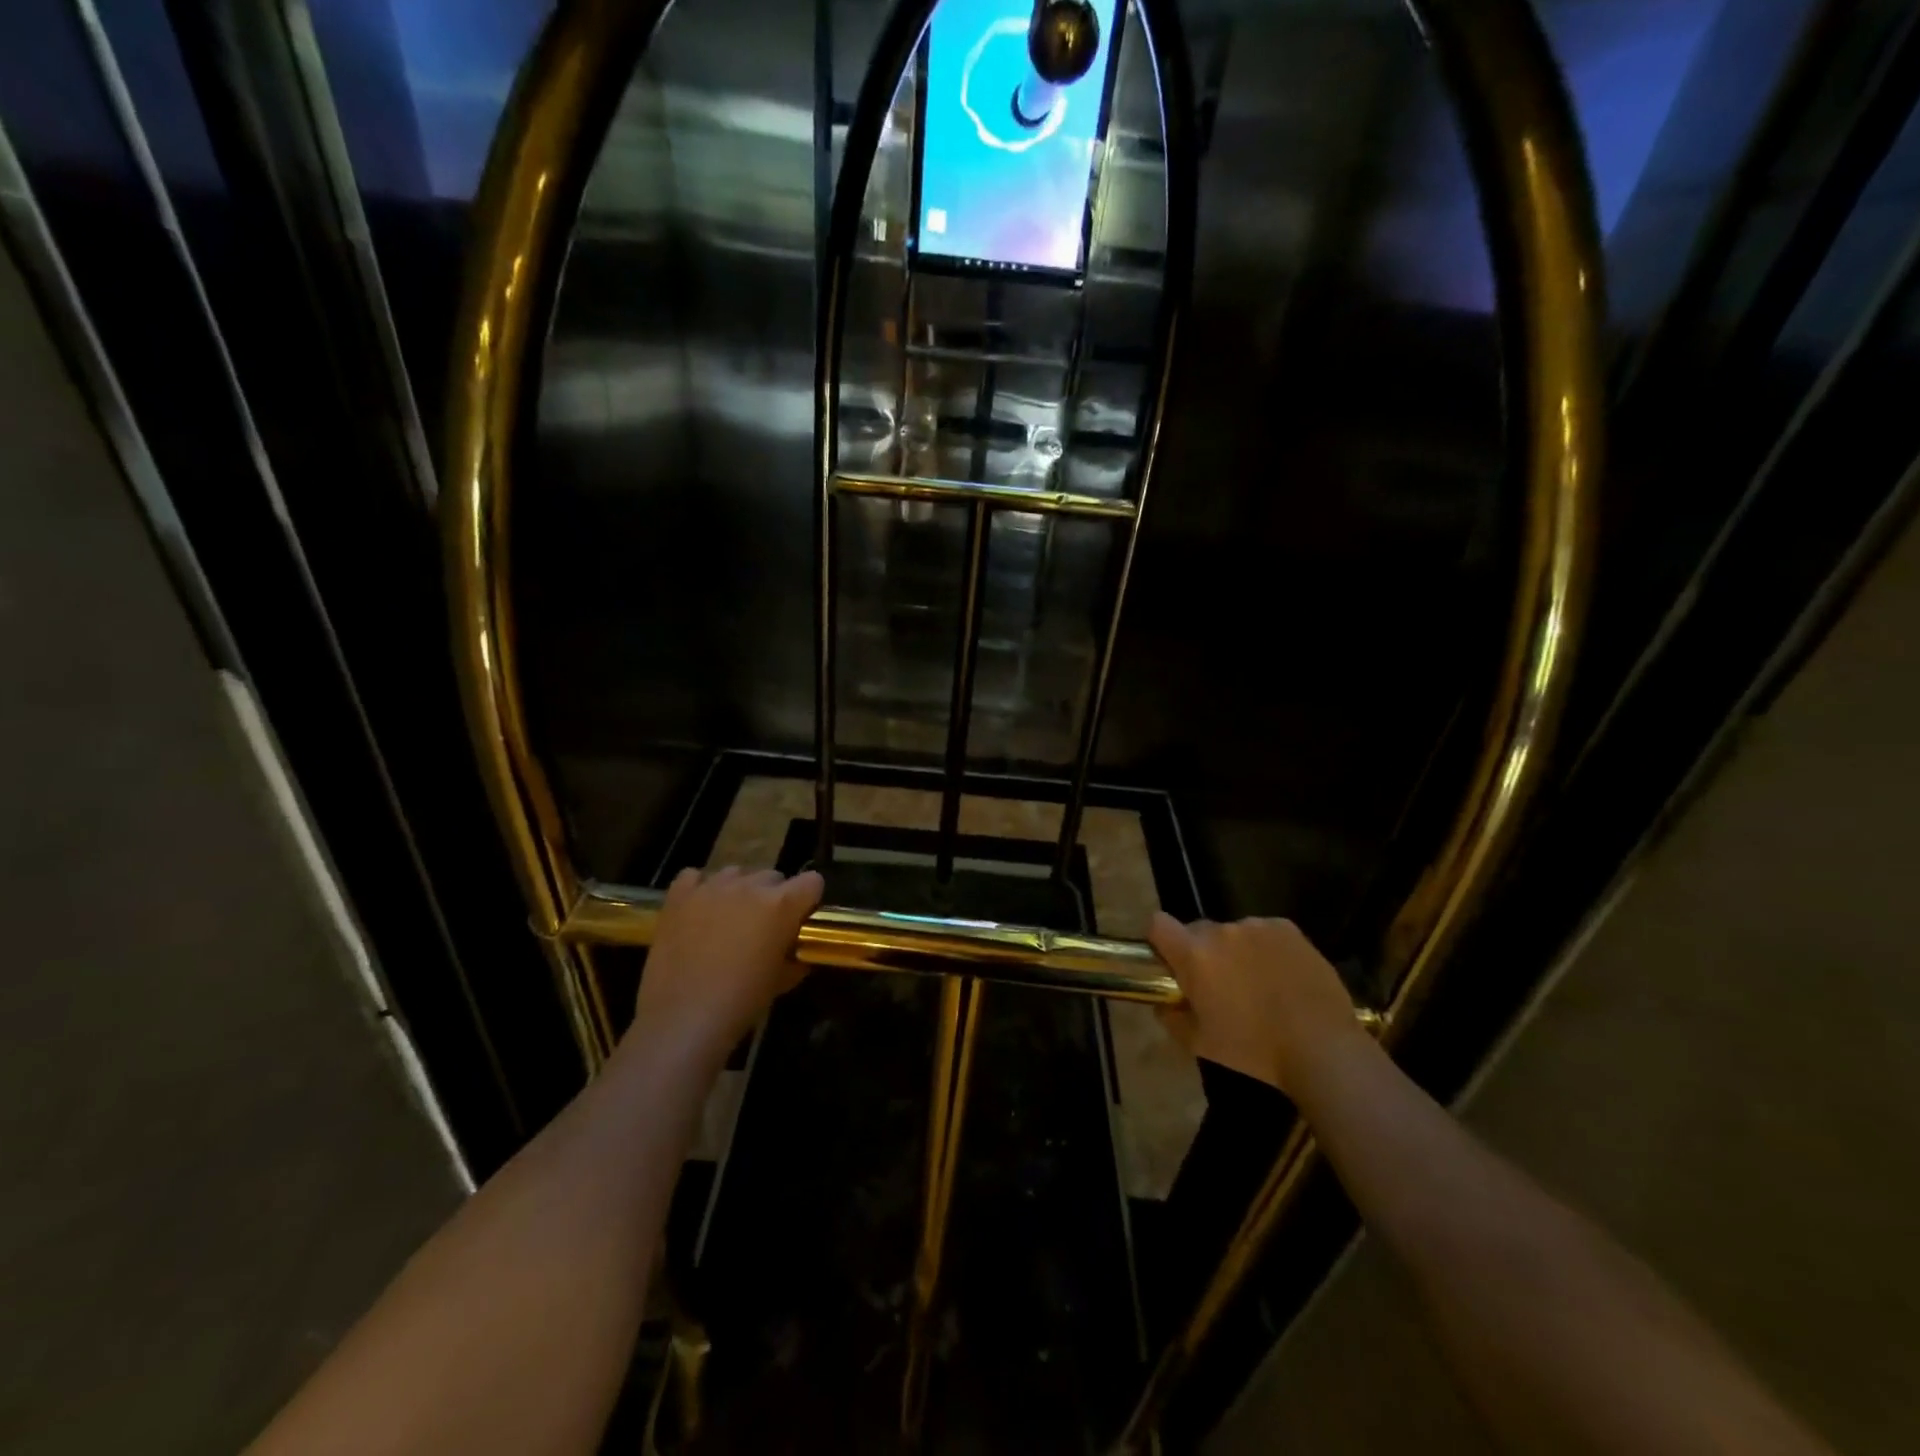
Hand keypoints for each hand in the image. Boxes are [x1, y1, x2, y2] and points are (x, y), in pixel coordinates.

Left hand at [627, 867, 823, 1065]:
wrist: (683, 1018)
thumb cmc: (742, 1002)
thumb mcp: (782, 980)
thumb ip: (795, 956)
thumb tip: (796, 951)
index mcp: (782, 904)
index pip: (812, 882)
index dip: (809, 900)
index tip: (800, 920)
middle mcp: (749, 886)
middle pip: (773, 876)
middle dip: (773, 897)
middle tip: (762, 927)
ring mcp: (711, 887)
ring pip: (735, 874)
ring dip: (738, 892)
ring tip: (727, 920)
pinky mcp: (679, 896)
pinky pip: (694, 877)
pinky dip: (699, 889)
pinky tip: (697, 912)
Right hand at [1148, 912, 1366, 1097]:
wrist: (1321, 1047)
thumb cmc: (1253, 1049)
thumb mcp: (1199, 1044)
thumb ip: (1171, 1017)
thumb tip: (1163, 1004)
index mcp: (1194, 954)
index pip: (1158, 924)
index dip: (1160, 941)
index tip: (1170, 963)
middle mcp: (1222, 930)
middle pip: (1197, 930)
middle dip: (1201, 951)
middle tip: (1218, 984)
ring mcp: (1257, 926)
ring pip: (1233, 933)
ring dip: (1235, 951)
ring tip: (1257, 984)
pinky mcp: (1287, 929)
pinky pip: (1264, 933)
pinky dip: (1265, 948)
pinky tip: (1281, 977)